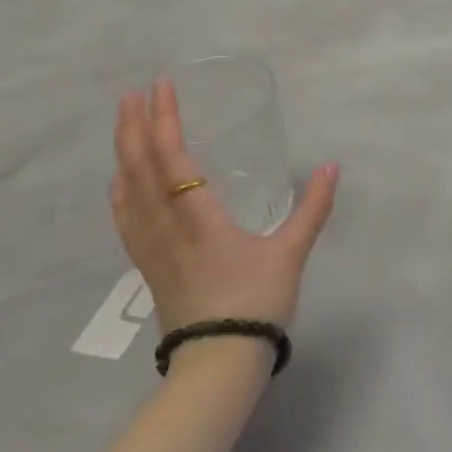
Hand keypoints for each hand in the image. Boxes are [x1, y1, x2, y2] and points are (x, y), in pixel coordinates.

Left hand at [110, 78, 337, 334]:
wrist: (218, 364)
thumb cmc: (256, 304)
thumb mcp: (291, 253)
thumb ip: (313, 207)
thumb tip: (331, 166)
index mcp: (199, 219)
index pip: (173, 159)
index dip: (165, 120)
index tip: (162, 87)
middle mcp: (167, 227)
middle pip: (140, 169)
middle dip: (134, 127)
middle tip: (133, 93)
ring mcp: (151, 248)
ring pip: (127, 191)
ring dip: (123, 152)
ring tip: (124, 124)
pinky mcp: (148, 265)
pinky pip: (125, 217)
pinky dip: (120, 188)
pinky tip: (121, 180)